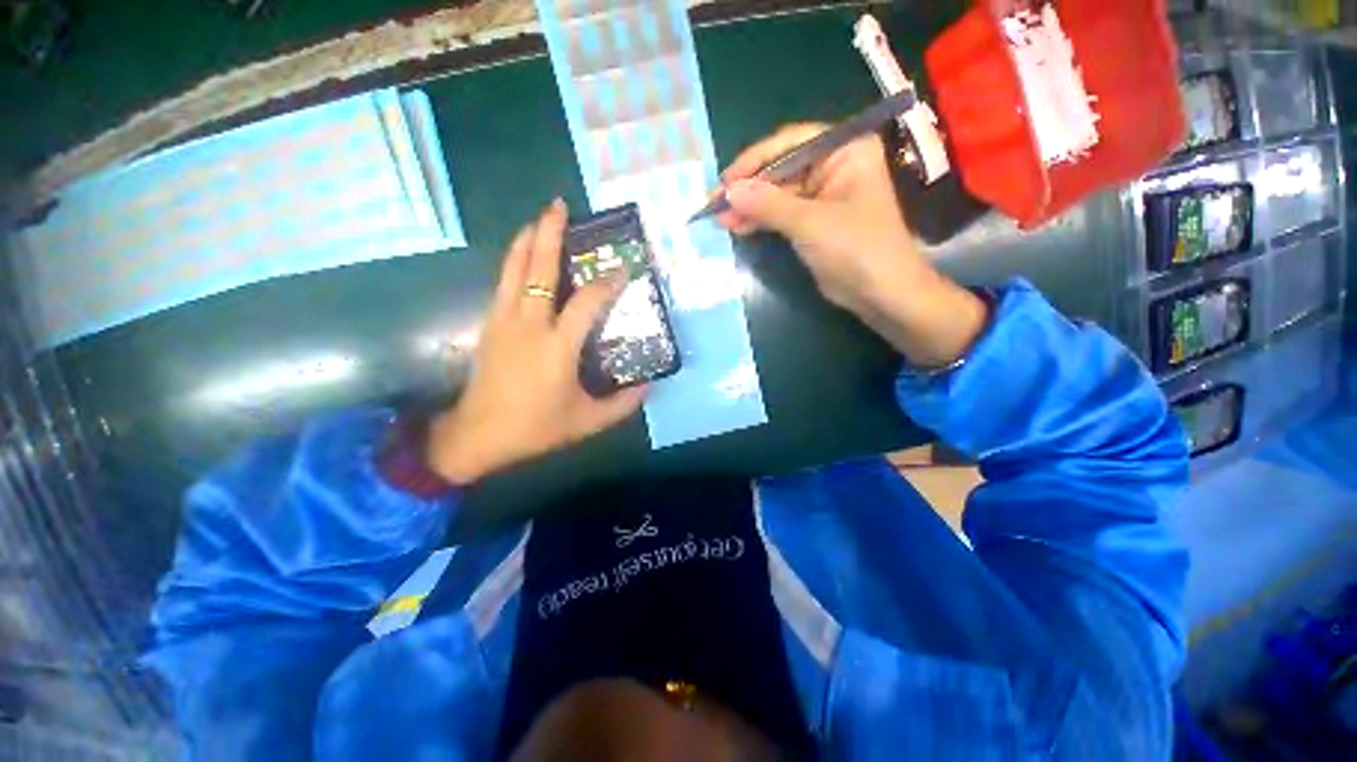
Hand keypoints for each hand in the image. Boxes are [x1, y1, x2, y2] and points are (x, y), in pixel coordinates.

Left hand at [426, 200, 645, 484]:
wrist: (478, 435)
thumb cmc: (535, 428)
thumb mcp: (586, 422)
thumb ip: (622, 405)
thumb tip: (648, 387)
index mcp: (557, 347)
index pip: (587, 303)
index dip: (607, 283)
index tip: (623, 269)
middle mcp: (529, 324)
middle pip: (538, 269)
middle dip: (550, 234)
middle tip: (559, 206)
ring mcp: (504, 320)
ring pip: (514, 269)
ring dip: (528, 240)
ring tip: (540, 218)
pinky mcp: (490, 324)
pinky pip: (504, 282)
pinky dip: (515, 261)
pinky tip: (523, 255)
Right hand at [717, 124, 987, 367]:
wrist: (880, 293)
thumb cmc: (855, 248)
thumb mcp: (810, 223)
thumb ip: (768, 204)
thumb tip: (729, 191)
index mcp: (844, 149)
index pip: (791, 143)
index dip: (755, 161)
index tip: (725, 181)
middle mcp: (834, 165)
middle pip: (781, 169)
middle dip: (748, 188)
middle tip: (715, 204)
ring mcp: (822, 195)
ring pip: (777, 194)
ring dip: (749, 206)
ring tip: (719, 219)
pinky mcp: (813, 221)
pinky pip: (781, 213)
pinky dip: (760, 220)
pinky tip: (737, 226)